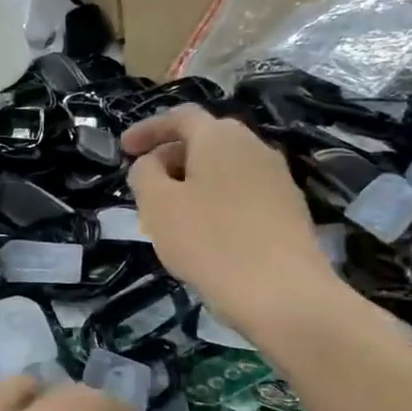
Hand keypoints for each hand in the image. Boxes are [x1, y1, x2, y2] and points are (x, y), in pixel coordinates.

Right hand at [123, 106, 344, 338]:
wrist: (282, 293)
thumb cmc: (209, 241)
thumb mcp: (157, 204)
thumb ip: (144, 173)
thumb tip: (152, 163)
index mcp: (220, 137)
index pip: (180, 117)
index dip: (148, 129)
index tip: (123, 149)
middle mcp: (254, 147)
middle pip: (205, 140)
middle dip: (170, 155)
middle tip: (145, 182)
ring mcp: (278, 178)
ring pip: (224, 168)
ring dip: (193, 180)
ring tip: (171, 211)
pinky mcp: (289, 210)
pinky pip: (241, 193)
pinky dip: (215, 200)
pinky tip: (204, 231)